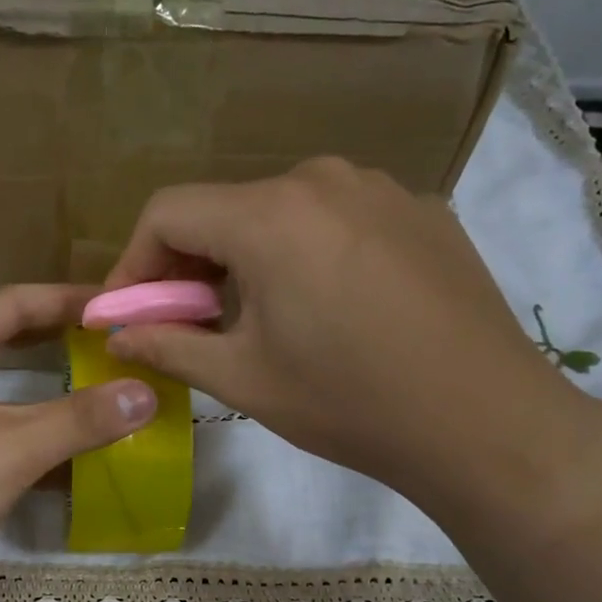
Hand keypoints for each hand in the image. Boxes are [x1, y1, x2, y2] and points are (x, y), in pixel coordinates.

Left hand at [0, 285, 156, 601]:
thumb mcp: (9, 449)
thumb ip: (80, 419)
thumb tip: (148, 392)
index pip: (15, 302)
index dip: (72, 300)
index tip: (124, 306)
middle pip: (10, 343)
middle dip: (65, 342)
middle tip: (123, 346)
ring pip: (6, 395)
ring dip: (55, 395)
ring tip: (112, 393)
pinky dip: (36, 441)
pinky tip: (79, 457)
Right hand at [103, 157, 601, 530]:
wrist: (485, 422)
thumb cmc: (349, 402)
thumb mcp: (243, 380)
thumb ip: (167, 346)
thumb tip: (116, 336)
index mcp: (270, 215)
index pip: (168, 212)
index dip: (133, 263)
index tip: (126, 313)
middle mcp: (323, 180)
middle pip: (224, 208)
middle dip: (189, 265)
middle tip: (185, 323)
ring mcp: (379, 189)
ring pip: (279, 212)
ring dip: (245, 258)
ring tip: (254, 318)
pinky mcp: (420, 211)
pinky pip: (335, 219)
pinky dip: (303, 252)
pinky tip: (323, 307)